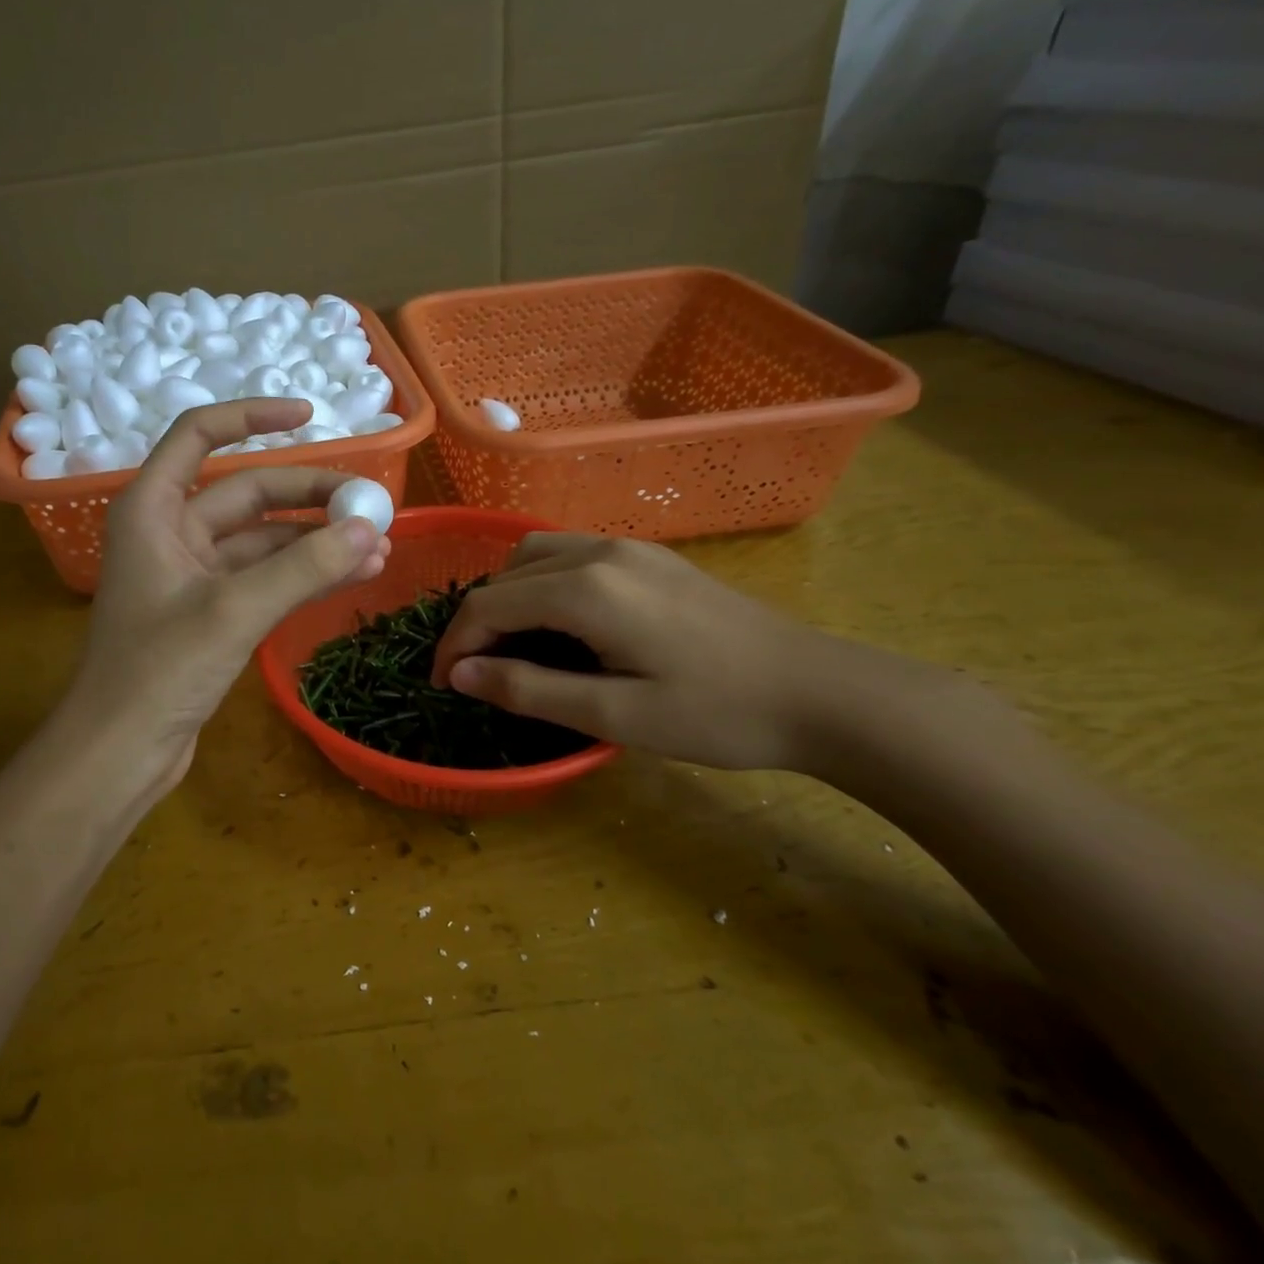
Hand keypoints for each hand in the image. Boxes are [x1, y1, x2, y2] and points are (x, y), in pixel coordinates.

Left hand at [57, 400, 390, 804]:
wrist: (120, 751)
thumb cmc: (158, 671)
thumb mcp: (234, 610)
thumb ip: (302, 567)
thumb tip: (368, 529)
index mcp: (153, 510)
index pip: (199, 434)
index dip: (252, 416)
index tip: (309, 415)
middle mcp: (170, 533)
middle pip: (247, 493)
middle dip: (309, 498)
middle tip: (370, 507)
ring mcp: (192, 576)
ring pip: (263, 542)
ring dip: (316, 543)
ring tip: (377, 549)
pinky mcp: (210, 614)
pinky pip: (264, 579)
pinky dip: (303, 576)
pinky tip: (352, 577)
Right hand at [429, 533, 871, 770]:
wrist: (820, 692)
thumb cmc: (717, 713)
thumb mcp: (614, 714)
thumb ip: (528, 689)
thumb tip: (459, 674)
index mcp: (586, 589)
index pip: (487, 605)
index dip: (454, 646)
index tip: (443, 686)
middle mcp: (599, 552)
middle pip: (505, 575)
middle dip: (477, 622)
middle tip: (477, 675)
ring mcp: (628, 548)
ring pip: (535, 556)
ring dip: (507, 597)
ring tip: (512, 647)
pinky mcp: (650, 557)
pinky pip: (569, 556)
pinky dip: (541, 586)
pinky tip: (559, 625)